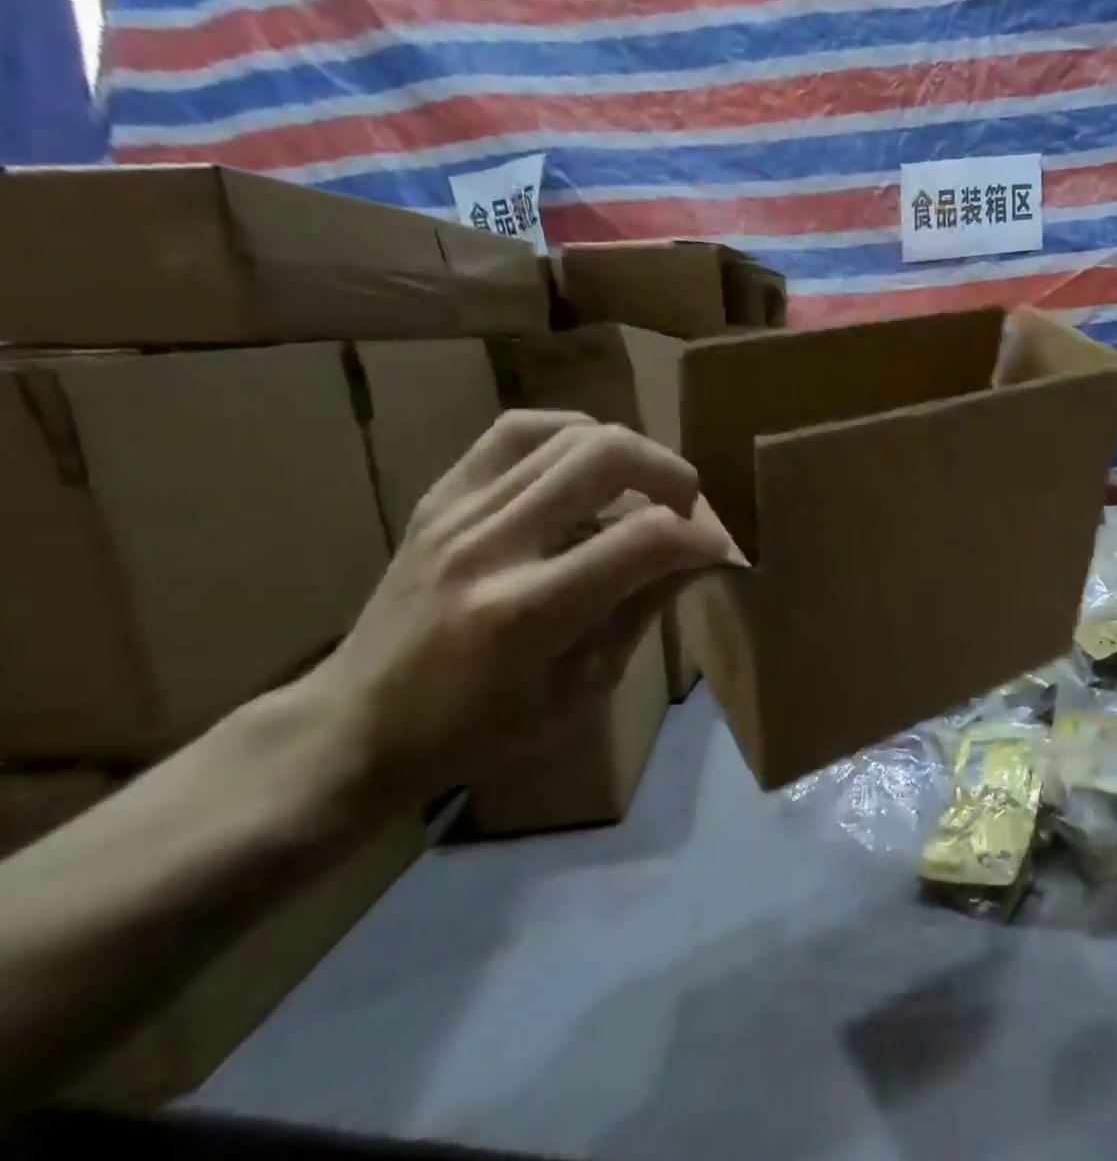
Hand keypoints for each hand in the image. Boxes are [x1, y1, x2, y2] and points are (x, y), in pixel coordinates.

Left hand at [299, 411, 733, 806]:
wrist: (357, 725)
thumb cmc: (481, 729)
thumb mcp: (582, 691)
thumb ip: (641, 613)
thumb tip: (696, 558)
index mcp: (530, 612)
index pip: (645, 540)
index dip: (700, 538)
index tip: (715, 553)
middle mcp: (493, 546)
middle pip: (607, 457)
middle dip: (671, 474)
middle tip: (686, 508)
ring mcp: (458, 512)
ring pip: (569, 434)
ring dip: (630, 453)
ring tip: (644, 487)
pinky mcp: (439, 498)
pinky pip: (515, 431)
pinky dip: (569, 432)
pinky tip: (589, 458)